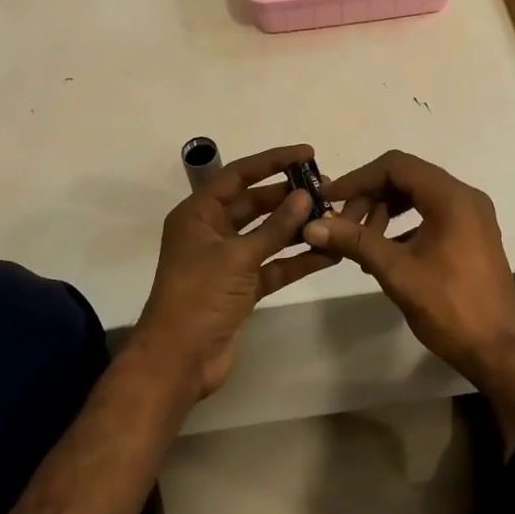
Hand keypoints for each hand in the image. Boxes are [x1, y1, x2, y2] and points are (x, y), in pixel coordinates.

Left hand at [133, 144, 338, 400]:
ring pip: (268, 235)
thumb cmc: (199, 296)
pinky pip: (274, 265)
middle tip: (327, 189)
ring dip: (297, 227)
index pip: (238, 175)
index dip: (272, 161)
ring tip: (334, 216)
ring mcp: (228, 261)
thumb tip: (305, 196)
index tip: (307, 153)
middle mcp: (212, 232)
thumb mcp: (237, 256)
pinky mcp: (242, 288)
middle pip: (255, 204)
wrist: (179, 360)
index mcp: (198, 214)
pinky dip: (297, 259)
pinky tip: (329, 253)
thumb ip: (274, 227)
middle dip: (289, 196)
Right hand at [301, 151, 514, 378]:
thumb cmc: (449, 307)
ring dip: (386, 210)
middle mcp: (465, 197)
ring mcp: (472, 216)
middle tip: (344, 226)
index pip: (395, 166)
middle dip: (371, 196)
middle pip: (407, 177)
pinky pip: (432, 213)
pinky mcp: (472, 234)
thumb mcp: (396, 271)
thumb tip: (313, 226)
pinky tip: (385, 251)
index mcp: (451, 197)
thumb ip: (355, 241)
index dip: (358, 179)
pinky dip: (405, 224)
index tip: (330, 199)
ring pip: (419, 195)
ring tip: (362, 241)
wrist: (499, 350)